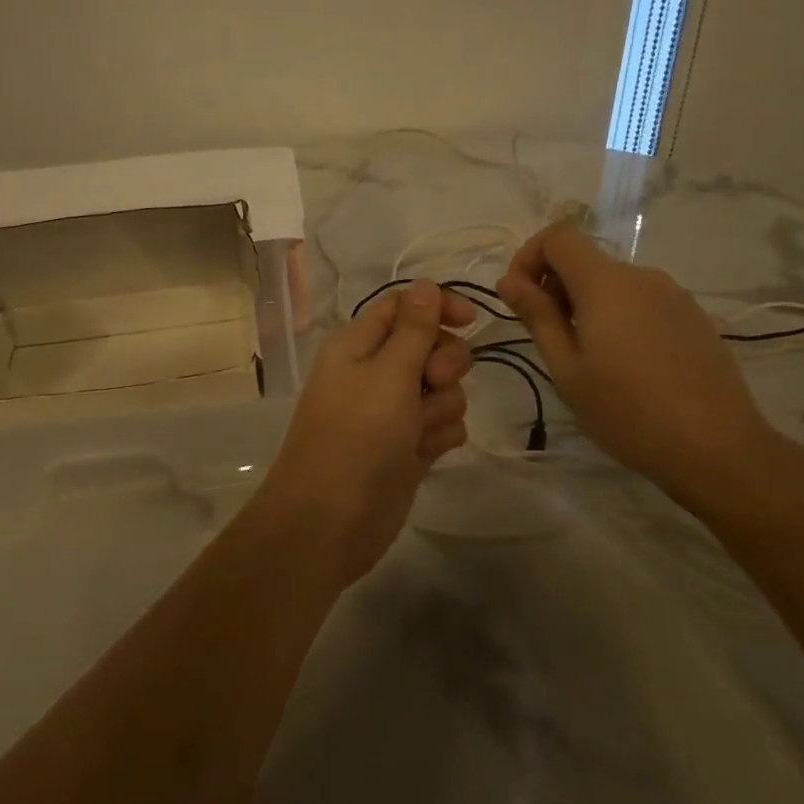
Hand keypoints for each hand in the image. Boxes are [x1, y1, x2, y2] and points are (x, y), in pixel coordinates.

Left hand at [260, 280, 474, 582]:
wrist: (332, 520)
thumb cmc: (357, 435)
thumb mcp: (388, 373)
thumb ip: (414, 328)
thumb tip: (425, 283)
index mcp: (359, 343)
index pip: (404, 305)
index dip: (438, 306)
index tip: (471, 321)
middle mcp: (375, 371)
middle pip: (430, 345)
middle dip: (445, 362)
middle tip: (434, 381)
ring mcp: (392, 411)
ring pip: (442, 388)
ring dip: (443, 405)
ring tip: (421, 430)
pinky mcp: (407, 445)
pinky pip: (442, 424)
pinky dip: (440, 435)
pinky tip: (426, 452)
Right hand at [496, 222, 778, 510]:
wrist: (717, 447)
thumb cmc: (627, 411)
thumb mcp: (567, 370)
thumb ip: (538, 317)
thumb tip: (509, 280)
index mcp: (605, 284)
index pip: (559, 236)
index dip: (530, 256)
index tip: (521, 299)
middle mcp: (641, 276)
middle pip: (586, 260)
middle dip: (555, 288)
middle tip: (550, 341)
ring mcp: (673, 295)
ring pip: (614, 284)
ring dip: (587, 306)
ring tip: (589, 361)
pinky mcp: (693, 317)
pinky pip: (642, 302)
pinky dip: (619, 318)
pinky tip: (627, 367)